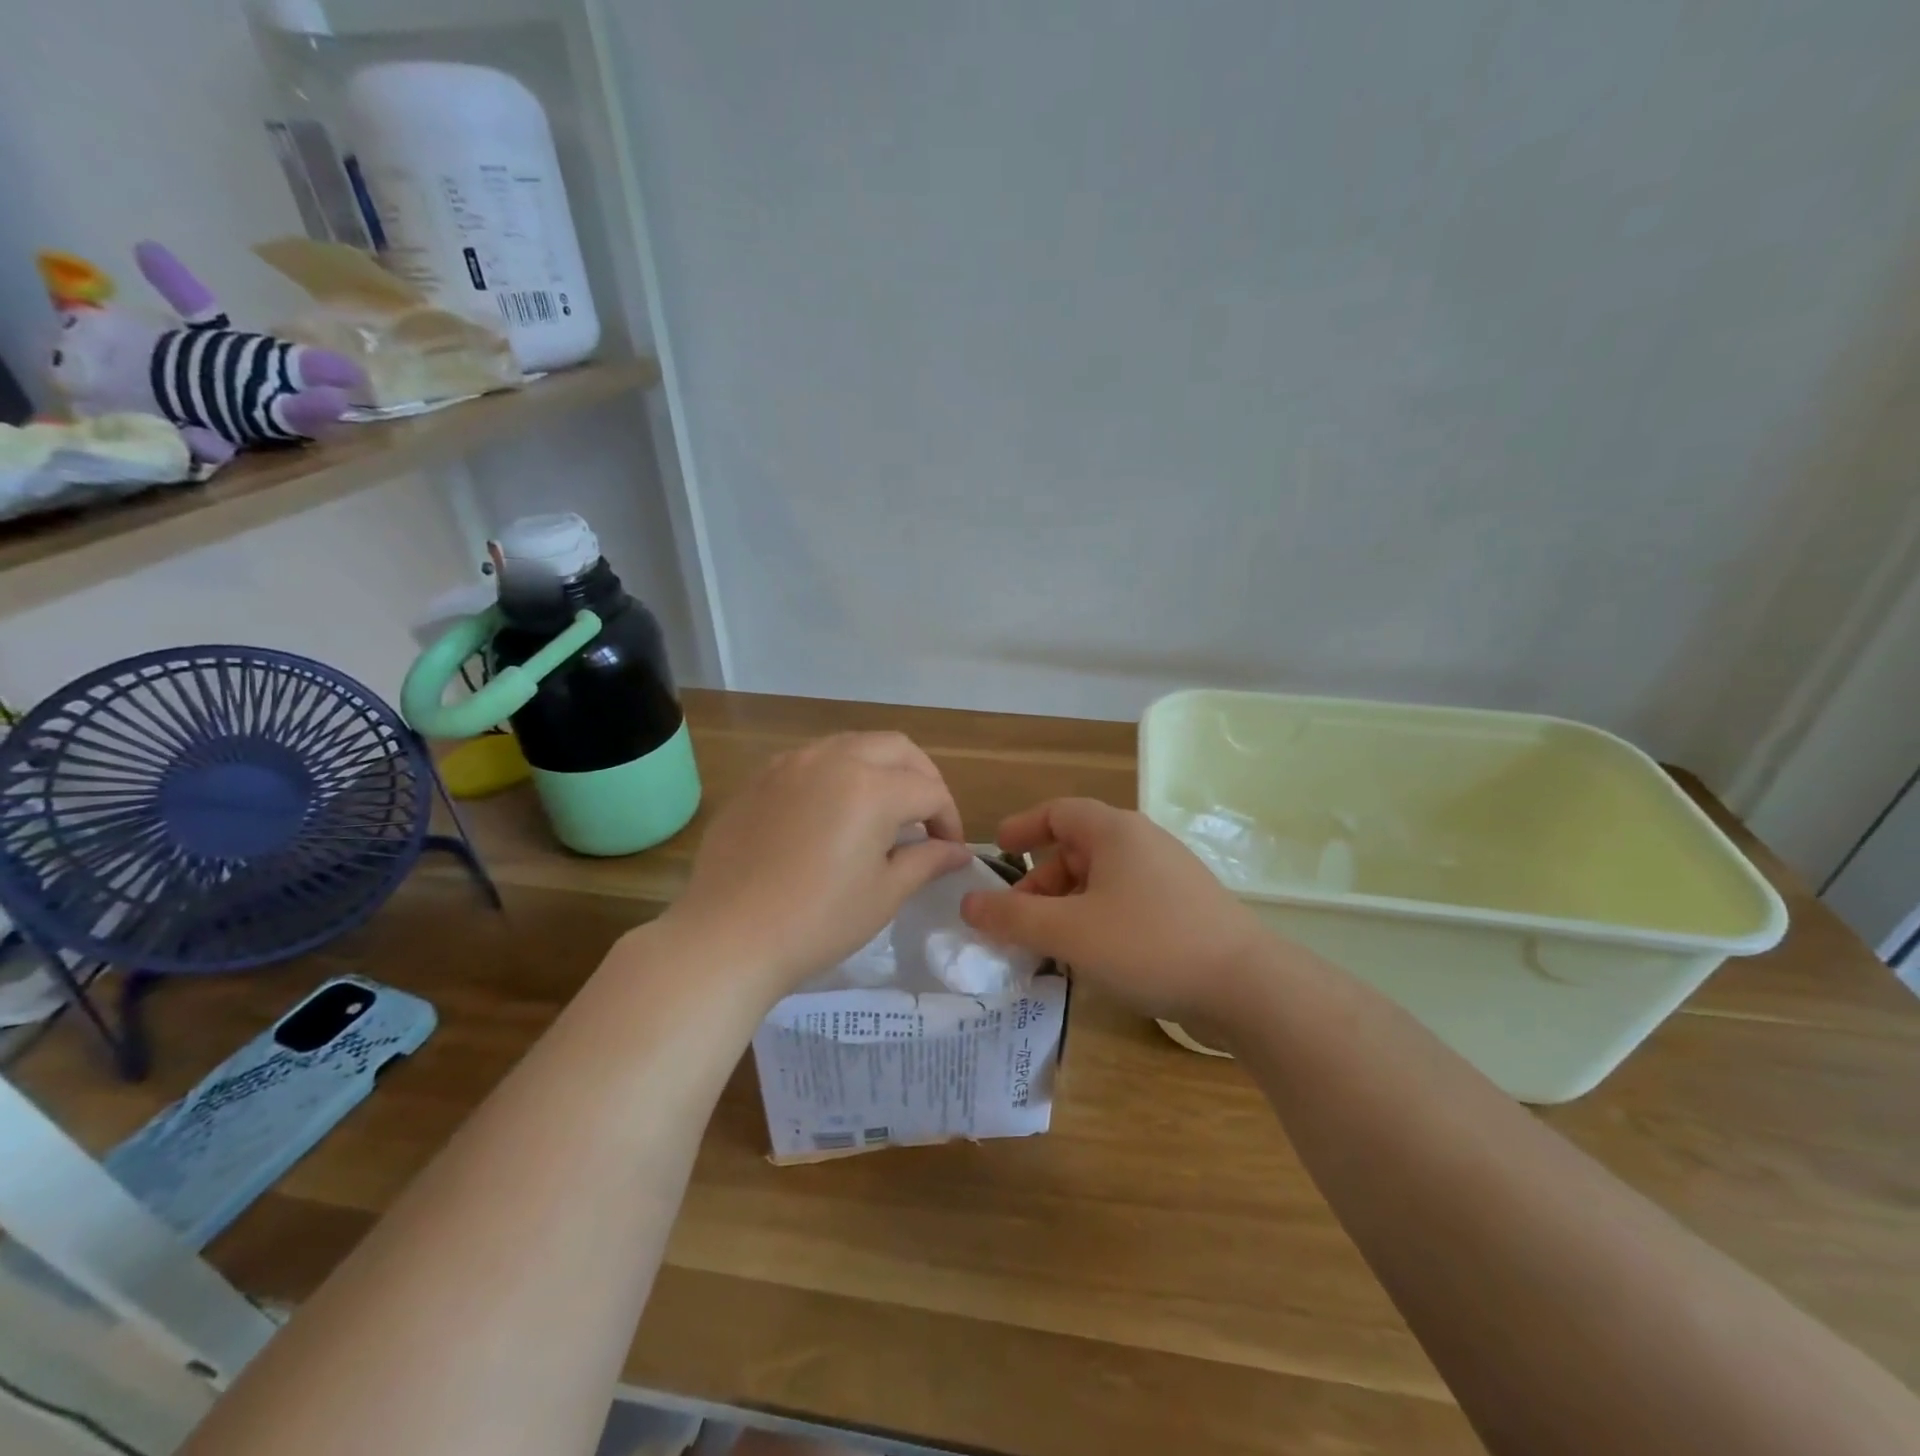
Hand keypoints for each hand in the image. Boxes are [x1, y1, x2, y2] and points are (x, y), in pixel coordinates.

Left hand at [669, 732, 974, 995]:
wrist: (726, 937)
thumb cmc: (817, 921)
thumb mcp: (884, 894)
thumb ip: (926, 861)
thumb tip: (957, 852)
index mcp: (871, 787)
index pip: (928, 790)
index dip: (948, 819)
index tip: (948, 851)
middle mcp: (833, 759)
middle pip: (896, 748)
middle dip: (922, 777)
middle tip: (925, 818)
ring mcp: (791, 764)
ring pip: (853, 745)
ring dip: (880, 768)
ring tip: (882, 811)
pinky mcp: (761, 778)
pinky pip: (813, 760)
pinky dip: (838, 774)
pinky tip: (832, 812)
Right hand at [960, 797, 1273, 1021]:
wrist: (1246, 985)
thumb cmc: (1147, 944)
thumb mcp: (1069, 932)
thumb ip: (1013, 918)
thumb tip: (969, 905)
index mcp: (1114, 831)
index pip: (1058, 811)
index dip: (1023, 827)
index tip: (998, 850)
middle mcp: (1142, 842)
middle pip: (1077, 848)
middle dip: (1041, 881)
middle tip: (1017, 919)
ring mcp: (1168, 874)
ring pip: (1102, 878)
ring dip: (1067, 904)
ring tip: (1050, 944)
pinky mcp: (1184, 906)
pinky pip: (1126, 899)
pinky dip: (1097, 917)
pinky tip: (1093, 954)